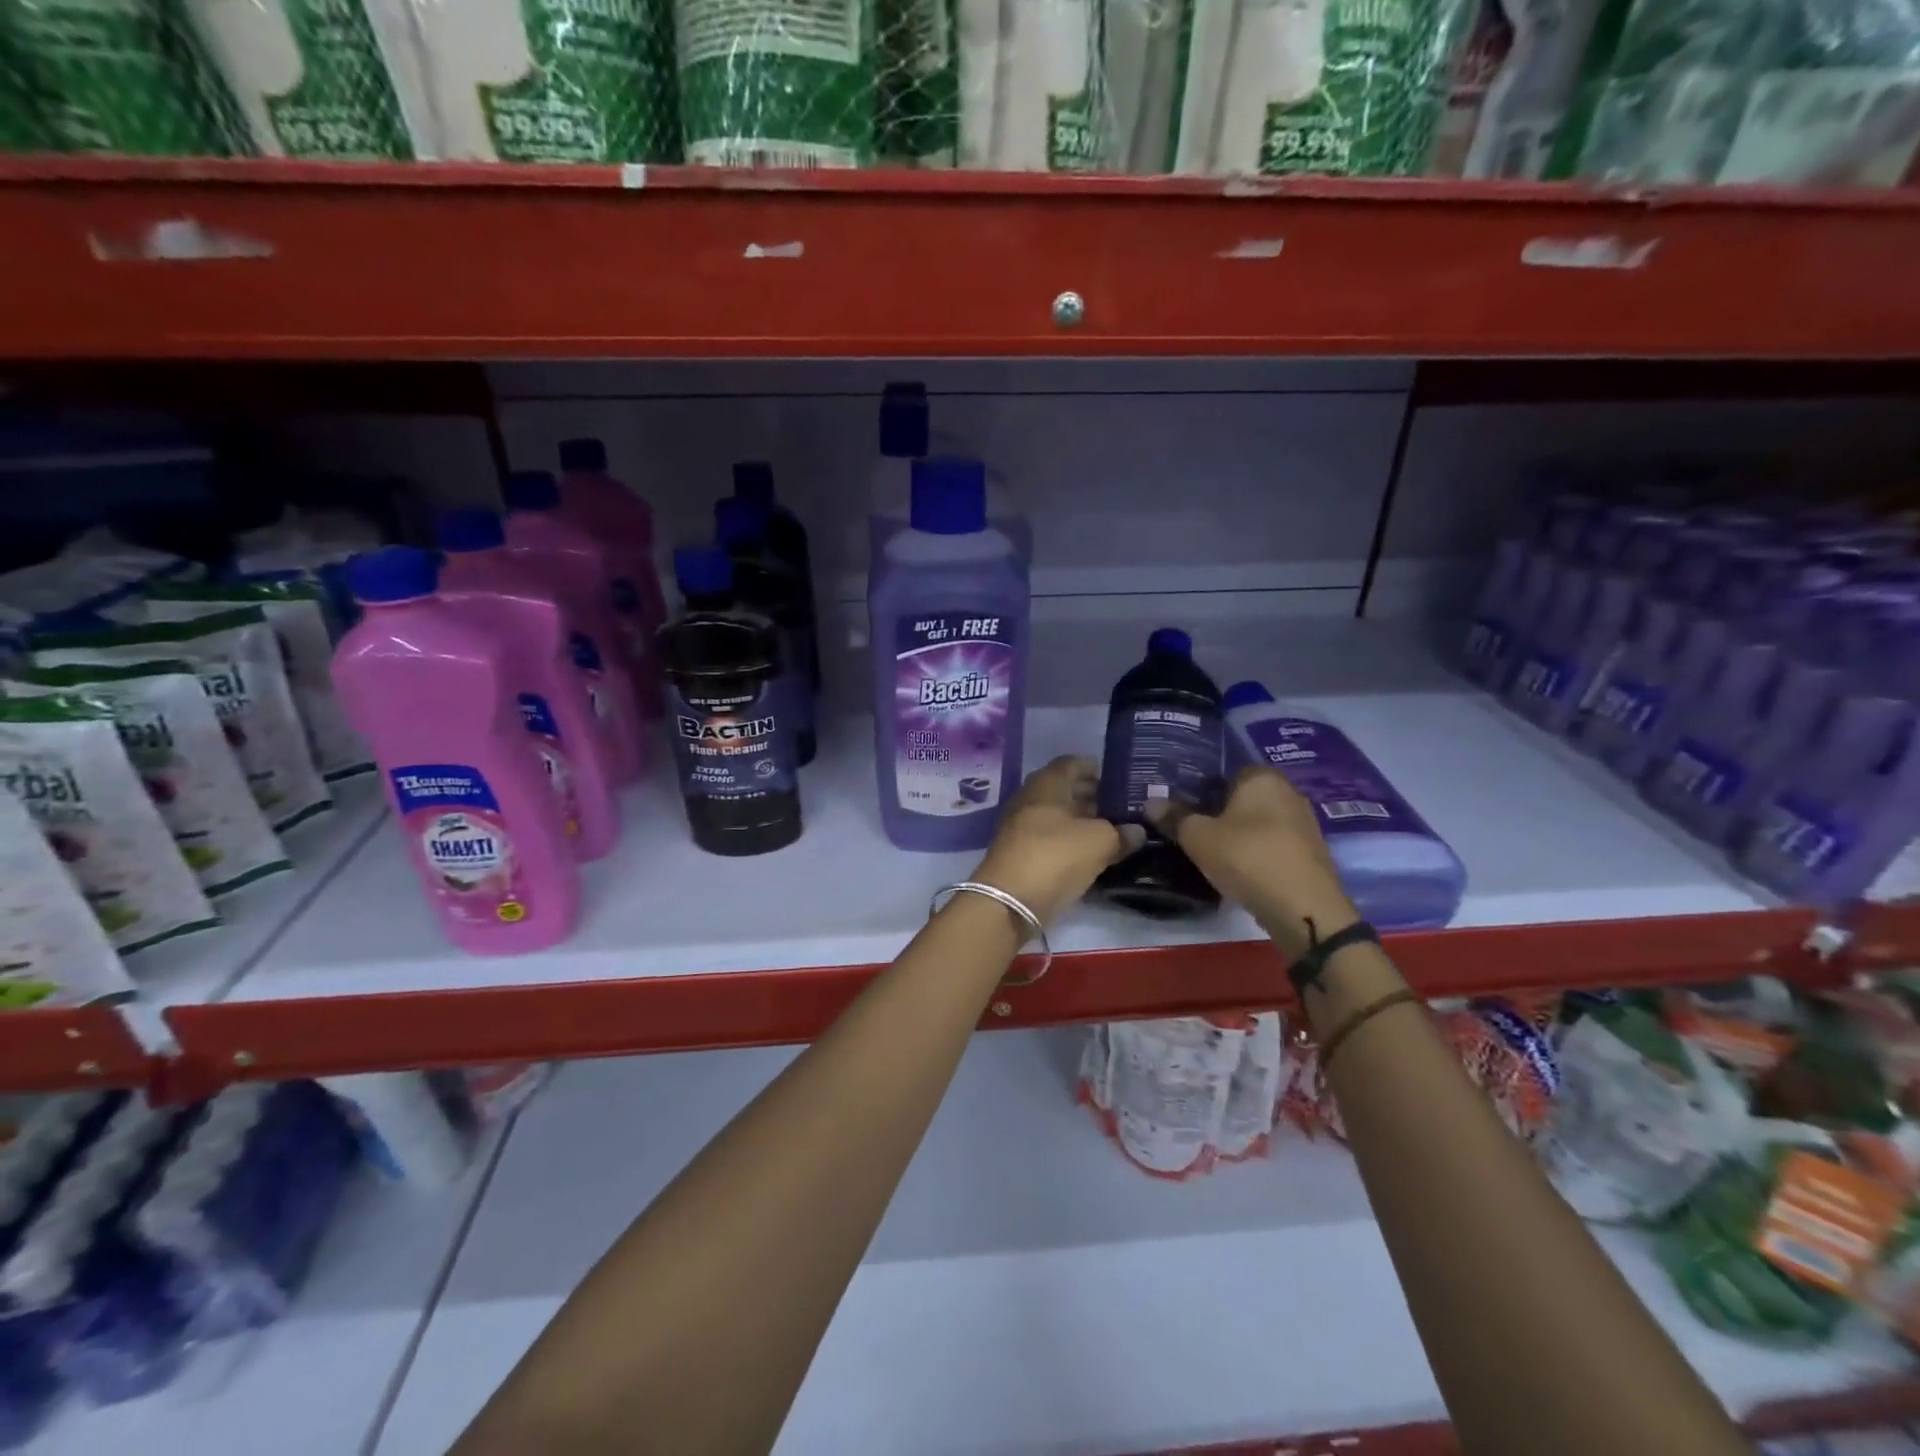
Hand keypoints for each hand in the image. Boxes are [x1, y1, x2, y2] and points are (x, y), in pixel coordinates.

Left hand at [973, 756, 1144, 925]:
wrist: (1009, 903)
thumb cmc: (1055, 856)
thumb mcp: (1099, 842)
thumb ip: (1122, 833)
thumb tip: (1138, 831)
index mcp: (1046, 783)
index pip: (1073, 763)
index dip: (1097, 769)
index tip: (1122, 780)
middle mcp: (1031, 799)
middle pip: (1066, 790)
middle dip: (1094, 796)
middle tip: (1125, 807)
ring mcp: (1022, 827)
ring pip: (1059, 816)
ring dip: (1085, 822)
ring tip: (1117, 831)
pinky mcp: (1022, 853)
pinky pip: (1053, 839)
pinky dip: (1073, 841)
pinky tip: (1095, 853)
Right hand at [1148, 765, 1358, 958]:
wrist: (1303, 908)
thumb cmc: (1247, 857)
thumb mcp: (1198, 837)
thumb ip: (1174, 817)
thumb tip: (1151, 802)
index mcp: (1262, 777)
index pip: (1226, 772)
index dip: (1202, 790)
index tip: (1182, 810)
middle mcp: (1289, 792)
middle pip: (1244, 798)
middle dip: (1220, 813)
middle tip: (1192, 833)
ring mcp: (1305, 824)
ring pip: (1260, 823)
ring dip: (1239, 836)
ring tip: (1212, 855)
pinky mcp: (1311, 854)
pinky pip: (1273, 845)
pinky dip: (1256, 854)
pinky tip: (1240, 872)